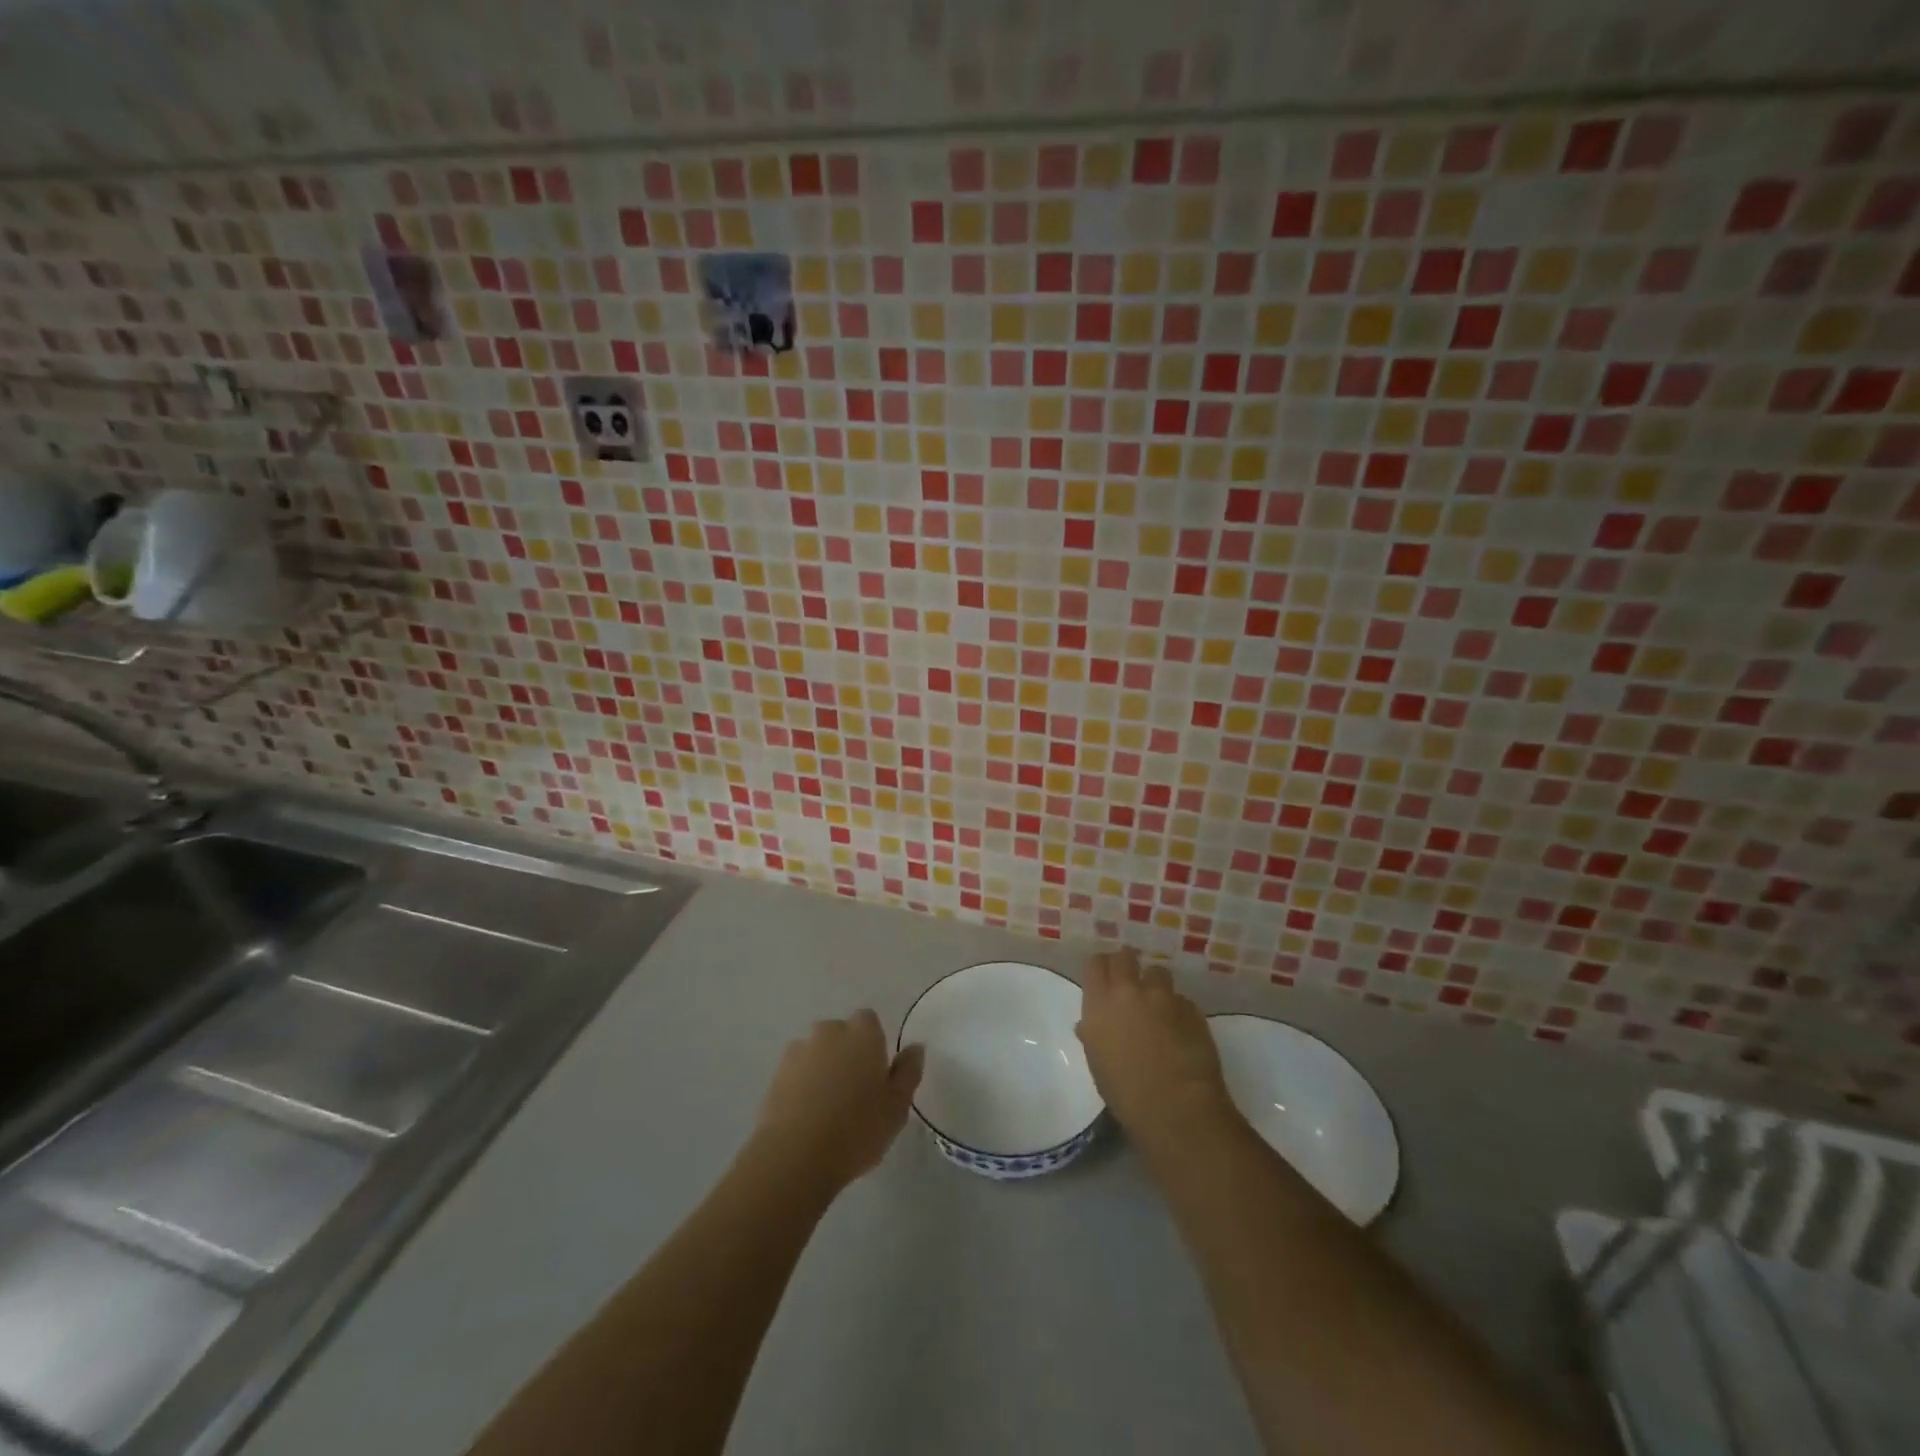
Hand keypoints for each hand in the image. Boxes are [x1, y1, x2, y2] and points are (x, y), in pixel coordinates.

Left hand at [752, 1010, 923, 1193]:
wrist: (795, 1156)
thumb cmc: (857, 1129)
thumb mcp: (897, 1107)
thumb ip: (908, 1072)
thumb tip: (915, 1048)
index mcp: (862, 1034)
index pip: (869, 1021)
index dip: (873, 1043)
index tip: (876, 1073)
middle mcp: (828, 1032)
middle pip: (840, 1034)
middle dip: (846, 1053)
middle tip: (854, 1092)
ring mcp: (798, 1051)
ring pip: (816, 1052)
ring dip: (822, 1068)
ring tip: (827, 1108)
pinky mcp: (775, 1075)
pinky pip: (796, 1073)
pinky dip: (801, 1086)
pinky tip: (807, 1117)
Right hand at [1076, 948, 1233, 1151]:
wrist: (1177, 1107)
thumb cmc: (1126, 1094)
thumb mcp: (1097, 1063)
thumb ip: (1093, 1035)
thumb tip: (1089, 1024)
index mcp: (1099, 1004)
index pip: (1095, 964)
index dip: (1100, 967)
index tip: (1104, 976)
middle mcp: (1129, 991)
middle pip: (1125, 957)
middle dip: (1127, 963)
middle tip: (1129, 979)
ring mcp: (1163, 997)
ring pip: (1157, 972)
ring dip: (1155, 984)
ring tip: (1158, 1004)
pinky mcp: (1191, 1008)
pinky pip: (1180, 999)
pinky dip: (1177, 1009)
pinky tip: (1180, 1029)